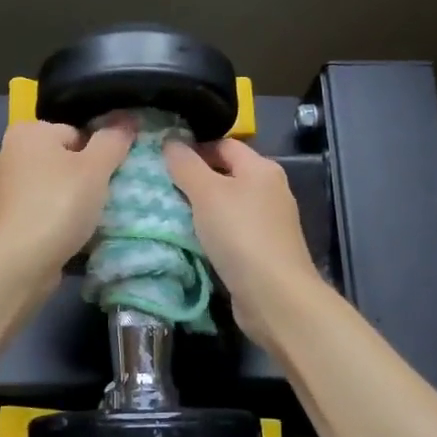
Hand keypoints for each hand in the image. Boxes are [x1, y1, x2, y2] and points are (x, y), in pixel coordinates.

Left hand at [0, 119, 134, 281]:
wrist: (18, 263)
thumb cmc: (58, 205)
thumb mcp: (96, 168)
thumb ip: (113, 140)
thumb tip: (127, 118)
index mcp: (27, 132)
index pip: (76, 132)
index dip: (98, 154)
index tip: (108, 178)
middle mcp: (7, 153)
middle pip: (63, 159)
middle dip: (84, 177)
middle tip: (102, 199)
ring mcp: (2, 188)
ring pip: (52, 186)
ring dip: (71, 200)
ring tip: (88, 220)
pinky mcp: (3, 219)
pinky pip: (40, 210)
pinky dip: (55, 219)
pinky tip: (68, 235)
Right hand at [164, 138, 322, 348]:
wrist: (274, 295)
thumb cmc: (240, 234)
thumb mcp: (206, 193)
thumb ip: (186, 165)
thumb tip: (170, 141)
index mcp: (262, 168)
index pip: (224, 144)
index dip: (194, 148)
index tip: (163, 161)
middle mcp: (270, 190)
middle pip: (227, 174)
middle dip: (195, 180)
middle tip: (162, 188)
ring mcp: (270, 222)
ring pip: (228, 205)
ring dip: (202, 209)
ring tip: (170, 214)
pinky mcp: (264, 250)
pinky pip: (232, 231)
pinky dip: (213, 232)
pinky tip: (193, 241)